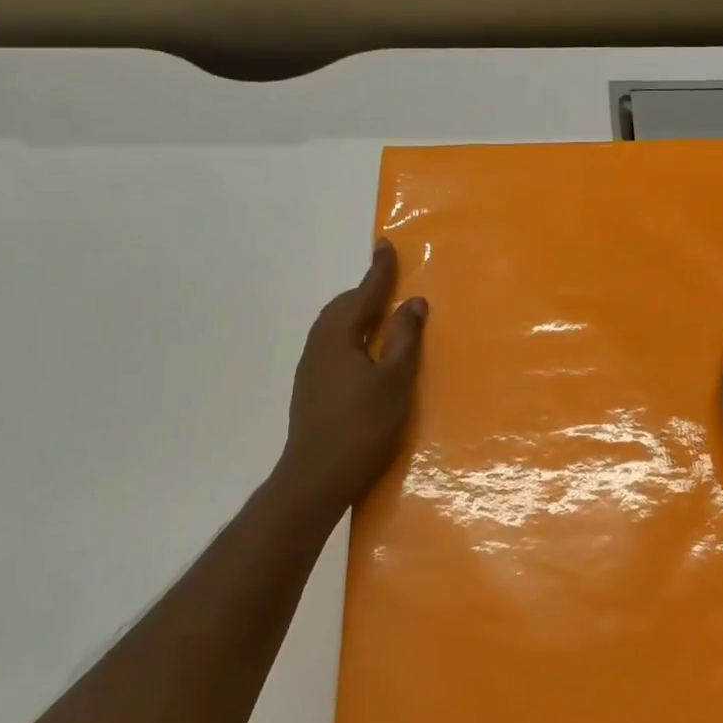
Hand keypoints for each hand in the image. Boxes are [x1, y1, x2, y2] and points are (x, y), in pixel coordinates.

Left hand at [277, 240, 426, 508]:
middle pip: (343, 307)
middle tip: (389, 284)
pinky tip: (363, 355)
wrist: (315, 477)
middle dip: (366, 292)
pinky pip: (332, 345)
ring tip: (380, 317)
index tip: (385, 245)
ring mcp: (310, 367)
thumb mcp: (395, 380)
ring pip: (334, 327)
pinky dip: (350, 336)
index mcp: (339, 335)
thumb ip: (404, 338)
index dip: (379, 271)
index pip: (364, 293)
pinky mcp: (309, 388)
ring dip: (357, 315)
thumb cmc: (362, 426)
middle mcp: (319, 344)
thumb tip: (413, 302)